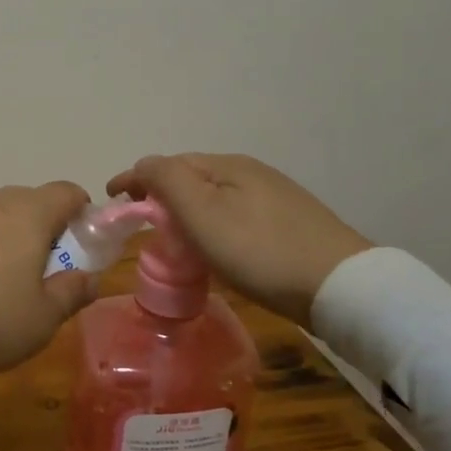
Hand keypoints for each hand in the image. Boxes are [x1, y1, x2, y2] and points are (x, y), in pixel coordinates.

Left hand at [0, 182, 99, 410]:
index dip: (84, 215)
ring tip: (6, 288)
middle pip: (31, 203)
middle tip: (48, 276)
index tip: (85, 249)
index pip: (68, 192)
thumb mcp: (41, 319)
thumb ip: (72, 293)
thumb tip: (90, 278)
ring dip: (10, 242)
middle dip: (47, 231)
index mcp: (28, 213)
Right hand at [106, 154, 370, 327]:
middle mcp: (249, 171)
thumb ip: (166, 181)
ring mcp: (273, 195)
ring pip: (213, 195)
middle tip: (140, 221)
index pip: (166, 163)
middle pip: (190, 176)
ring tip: (172, 236)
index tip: (110, 200)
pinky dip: (211, 222)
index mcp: (226, 165)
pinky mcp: (289, 221)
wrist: (341, 286)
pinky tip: (215, 245)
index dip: (133, 178)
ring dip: (185, 209)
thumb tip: (143, 166)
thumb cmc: (259, 250)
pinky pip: (233, 212)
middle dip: (159, 193)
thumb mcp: (202, 213)